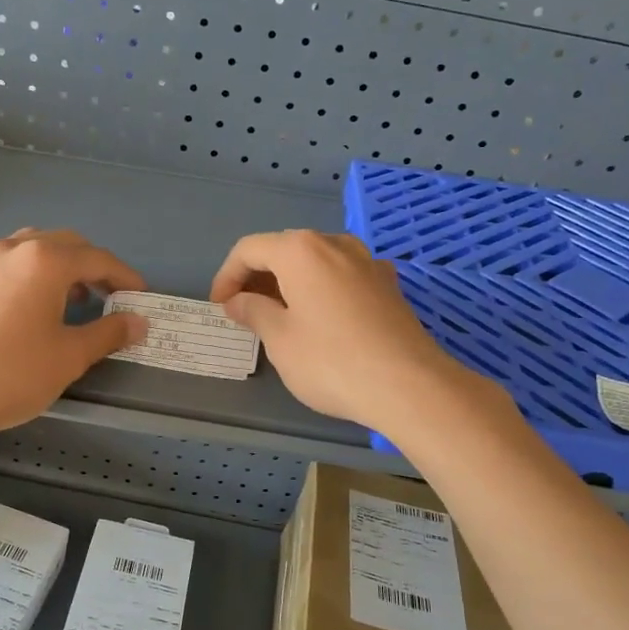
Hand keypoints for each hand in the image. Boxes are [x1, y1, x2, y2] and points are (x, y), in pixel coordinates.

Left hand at [0, 229, 146, 443]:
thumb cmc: (9, 374)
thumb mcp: (69, 357)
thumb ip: (108, 333)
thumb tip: (138, 321)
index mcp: (44, 261)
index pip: (98, 259)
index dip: (125, 277)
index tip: (141, 297)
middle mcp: (13, 249)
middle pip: (66, 244)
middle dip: (94, 266)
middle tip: (112, 296)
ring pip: (33, 249)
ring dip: (61, 266)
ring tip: (74, 298)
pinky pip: (9, 264)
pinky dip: (32, 275)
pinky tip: (31, 308)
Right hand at [210, 230, 478, 435]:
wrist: (408, 385)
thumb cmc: (331, 361)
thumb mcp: (280, 340)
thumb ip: (253, 312)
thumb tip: (238, 301)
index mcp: (301, 250)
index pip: (250, 249)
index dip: (227, 276)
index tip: (219, 306)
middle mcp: (335, 244)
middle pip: (285, 249)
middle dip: (258, 277)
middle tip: (244, 311)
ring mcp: (367, 262)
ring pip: (317, 261)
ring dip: (291, 281)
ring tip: (280, 314)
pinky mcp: (388, 285)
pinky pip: (343, 276)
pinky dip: (322, 288)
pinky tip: (323, 317)